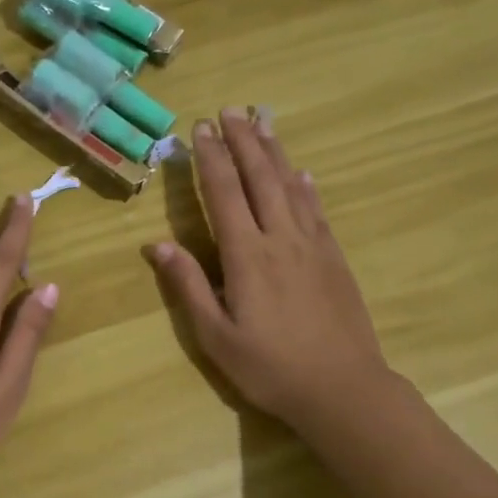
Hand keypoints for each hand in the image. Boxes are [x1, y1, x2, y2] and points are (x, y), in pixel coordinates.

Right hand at [147, 109, 393, 442]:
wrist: (342, 388)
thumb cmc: (269, 367)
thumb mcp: (215, 336)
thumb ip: (187, 287)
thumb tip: (156, 246)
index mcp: (246, 256)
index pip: (223, 194)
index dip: (210, 159)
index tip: (200, 129)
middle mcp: (280, 238)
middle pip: (259, 177)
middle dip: (242, 141)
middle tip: (230, 110)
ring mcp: (312, 245)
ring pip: (290, 186)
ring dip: (274, 152)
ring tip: (262, 121)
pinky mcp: (334, 258)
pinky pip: (316, 210)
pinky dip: (305, 186)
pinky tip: (301, 173)